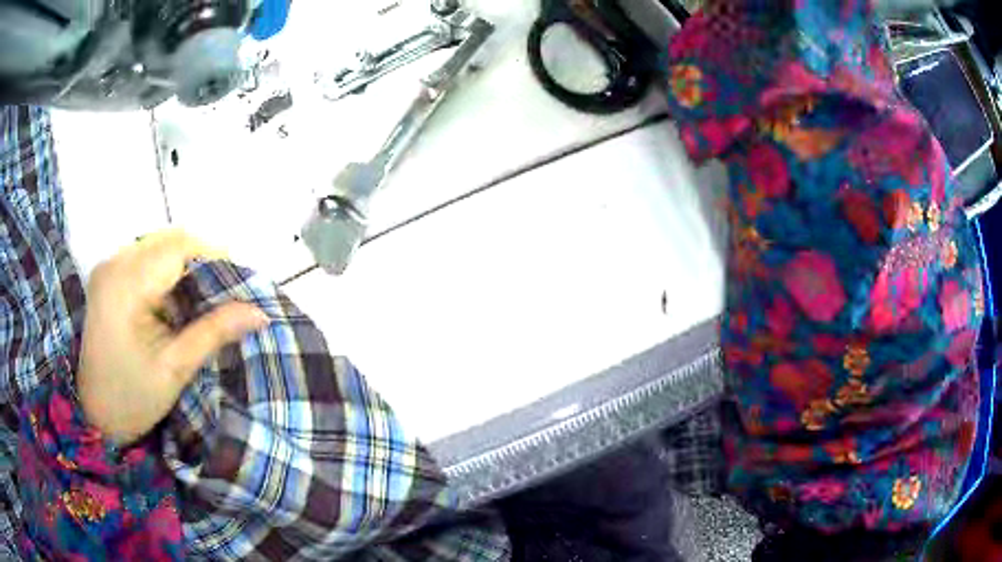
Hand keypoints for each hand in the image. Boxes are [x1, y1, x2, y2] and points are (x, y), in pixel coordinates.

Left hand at [77, 230, 268, 444]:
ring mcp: (109, 265)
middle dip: (202, 260)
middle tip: (224, 295)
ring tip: (200, 300)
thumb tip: (260, 312)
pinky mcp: (108, 273)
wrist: (95, 413)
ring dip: (185, 265)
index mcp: (126, 285)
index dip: (214, 257)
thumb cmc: (133, 398)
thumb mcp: (175, 369)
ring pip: (159, 244)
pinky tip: (174, 301)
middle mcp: (114, 262)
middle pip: (169, 240)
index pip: (179, 247)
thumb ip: (214, 332)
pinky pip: (146, 256)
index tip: (240, 285)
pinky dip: (167, 271)